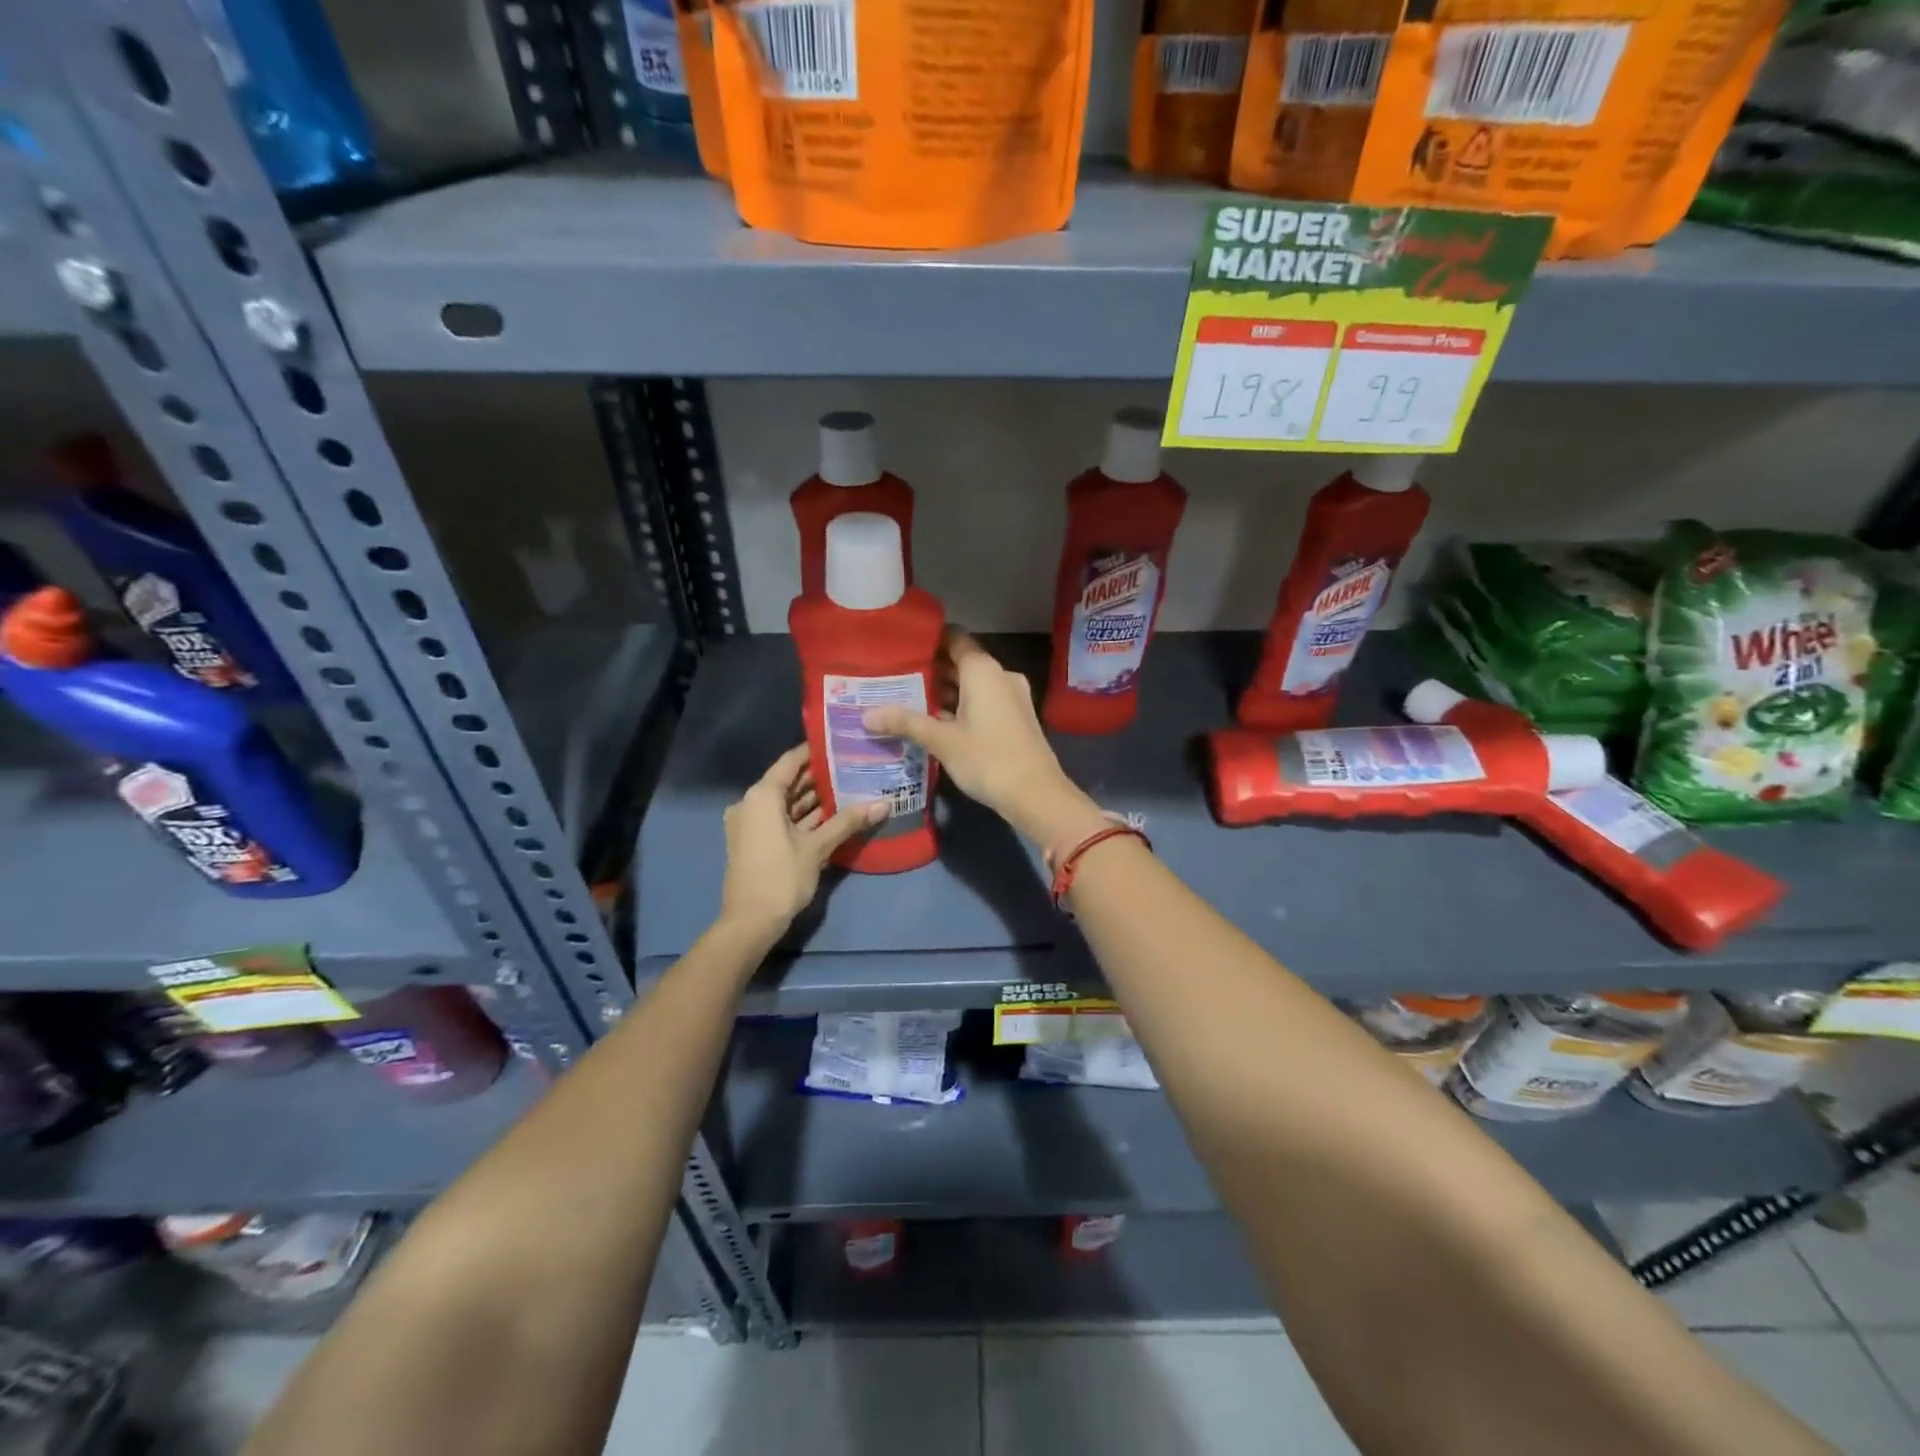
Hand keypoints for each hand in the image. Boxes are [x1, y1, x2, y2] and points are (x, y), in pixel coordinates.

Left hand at [719, 745, 883, 937]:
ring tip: (849, 786)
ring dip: (813, 797)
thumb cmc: (781, 877)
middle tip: (853, 766)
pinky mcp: (756, 840)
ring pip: (786, 802)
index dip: (815, 751)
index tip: (841, 743)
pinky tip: (832, 813)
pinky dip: (803, 815)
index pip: (790, 761)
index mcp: (762, 796)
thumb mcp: (818, 847)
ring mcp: (751, 823)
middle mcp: (751, 803)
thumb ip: (848, 821)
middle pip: (788, 781)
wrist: (749, 922)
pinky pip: (781, 818)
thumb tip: (885, 803)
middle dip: (819, 776)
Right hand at [863, 630, 1103, 846]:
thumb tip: (866, 715)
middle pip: (961, 662)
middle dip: (931, 669)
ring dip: (945, 691)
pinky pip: (983, 701)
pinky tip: (935, 721)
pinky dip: (961, 706)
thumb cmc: (987, 758)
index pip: (954, 638)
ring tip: (907, 698)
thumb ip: (905, 722)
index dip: (928, 639)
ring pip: (972, 685)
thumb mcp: (942, 741)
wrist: (1036, 794)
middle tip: (894, 676)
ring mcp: (1011, 697)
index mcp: (983, 670)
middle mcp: (1000, 675)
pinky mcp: (1015, 718)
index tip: (900, 645)